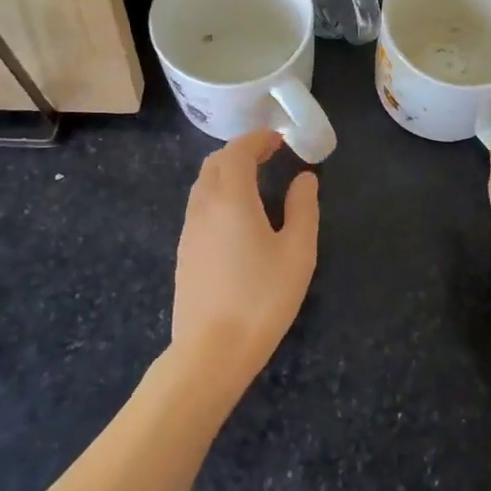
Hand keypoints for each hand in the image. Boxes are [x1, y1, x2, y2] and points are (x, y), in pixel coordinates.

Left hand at [171, 129, 319, 405]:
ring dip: (226, 171)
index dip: (257, 140)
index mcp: (231, 198)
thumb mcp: (297, 252)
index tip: (279, 139)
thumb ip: (303, 208)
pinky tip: (236, 215)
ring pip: (203, 184)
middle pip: (215, 163)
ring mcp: (189, 230)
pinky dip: (217, 193)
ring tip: (254, 180)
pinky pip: (199, 206)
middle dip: (241, 151)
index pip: (238, 152)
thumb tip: (305, 178)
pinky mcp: (185, 252)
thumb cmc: (262, 299)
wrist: (211, 351)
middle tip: (269, 155)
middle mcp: (204, 206)